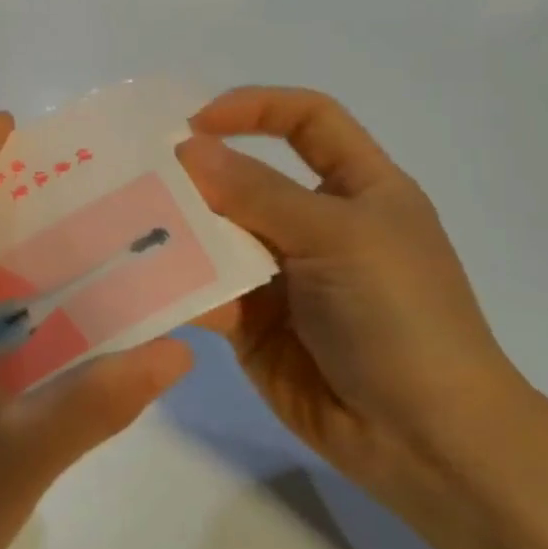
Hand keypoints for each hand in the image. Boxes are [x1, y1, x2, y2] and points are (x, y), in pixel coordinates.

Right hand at [176, 87, 533, 527]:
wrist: (424, 440)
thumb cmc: (399, 316)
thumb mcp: (337, 236)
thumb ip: (258, 192)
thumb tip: (188, 149)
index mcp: (358, 189)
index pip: (308, 121)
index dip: (256, 107)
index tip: (195, 122)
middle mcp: (316, 225)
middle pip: (247, 179)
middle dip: (196, 175)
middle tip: (135, 176)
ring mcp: (281, 276)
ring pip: (217, 236)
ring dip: (177, 230)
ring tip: (123, 225)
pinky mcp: (252, 323)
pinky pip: (205, 290)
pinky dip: (175, 282)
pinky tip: (139, 280)